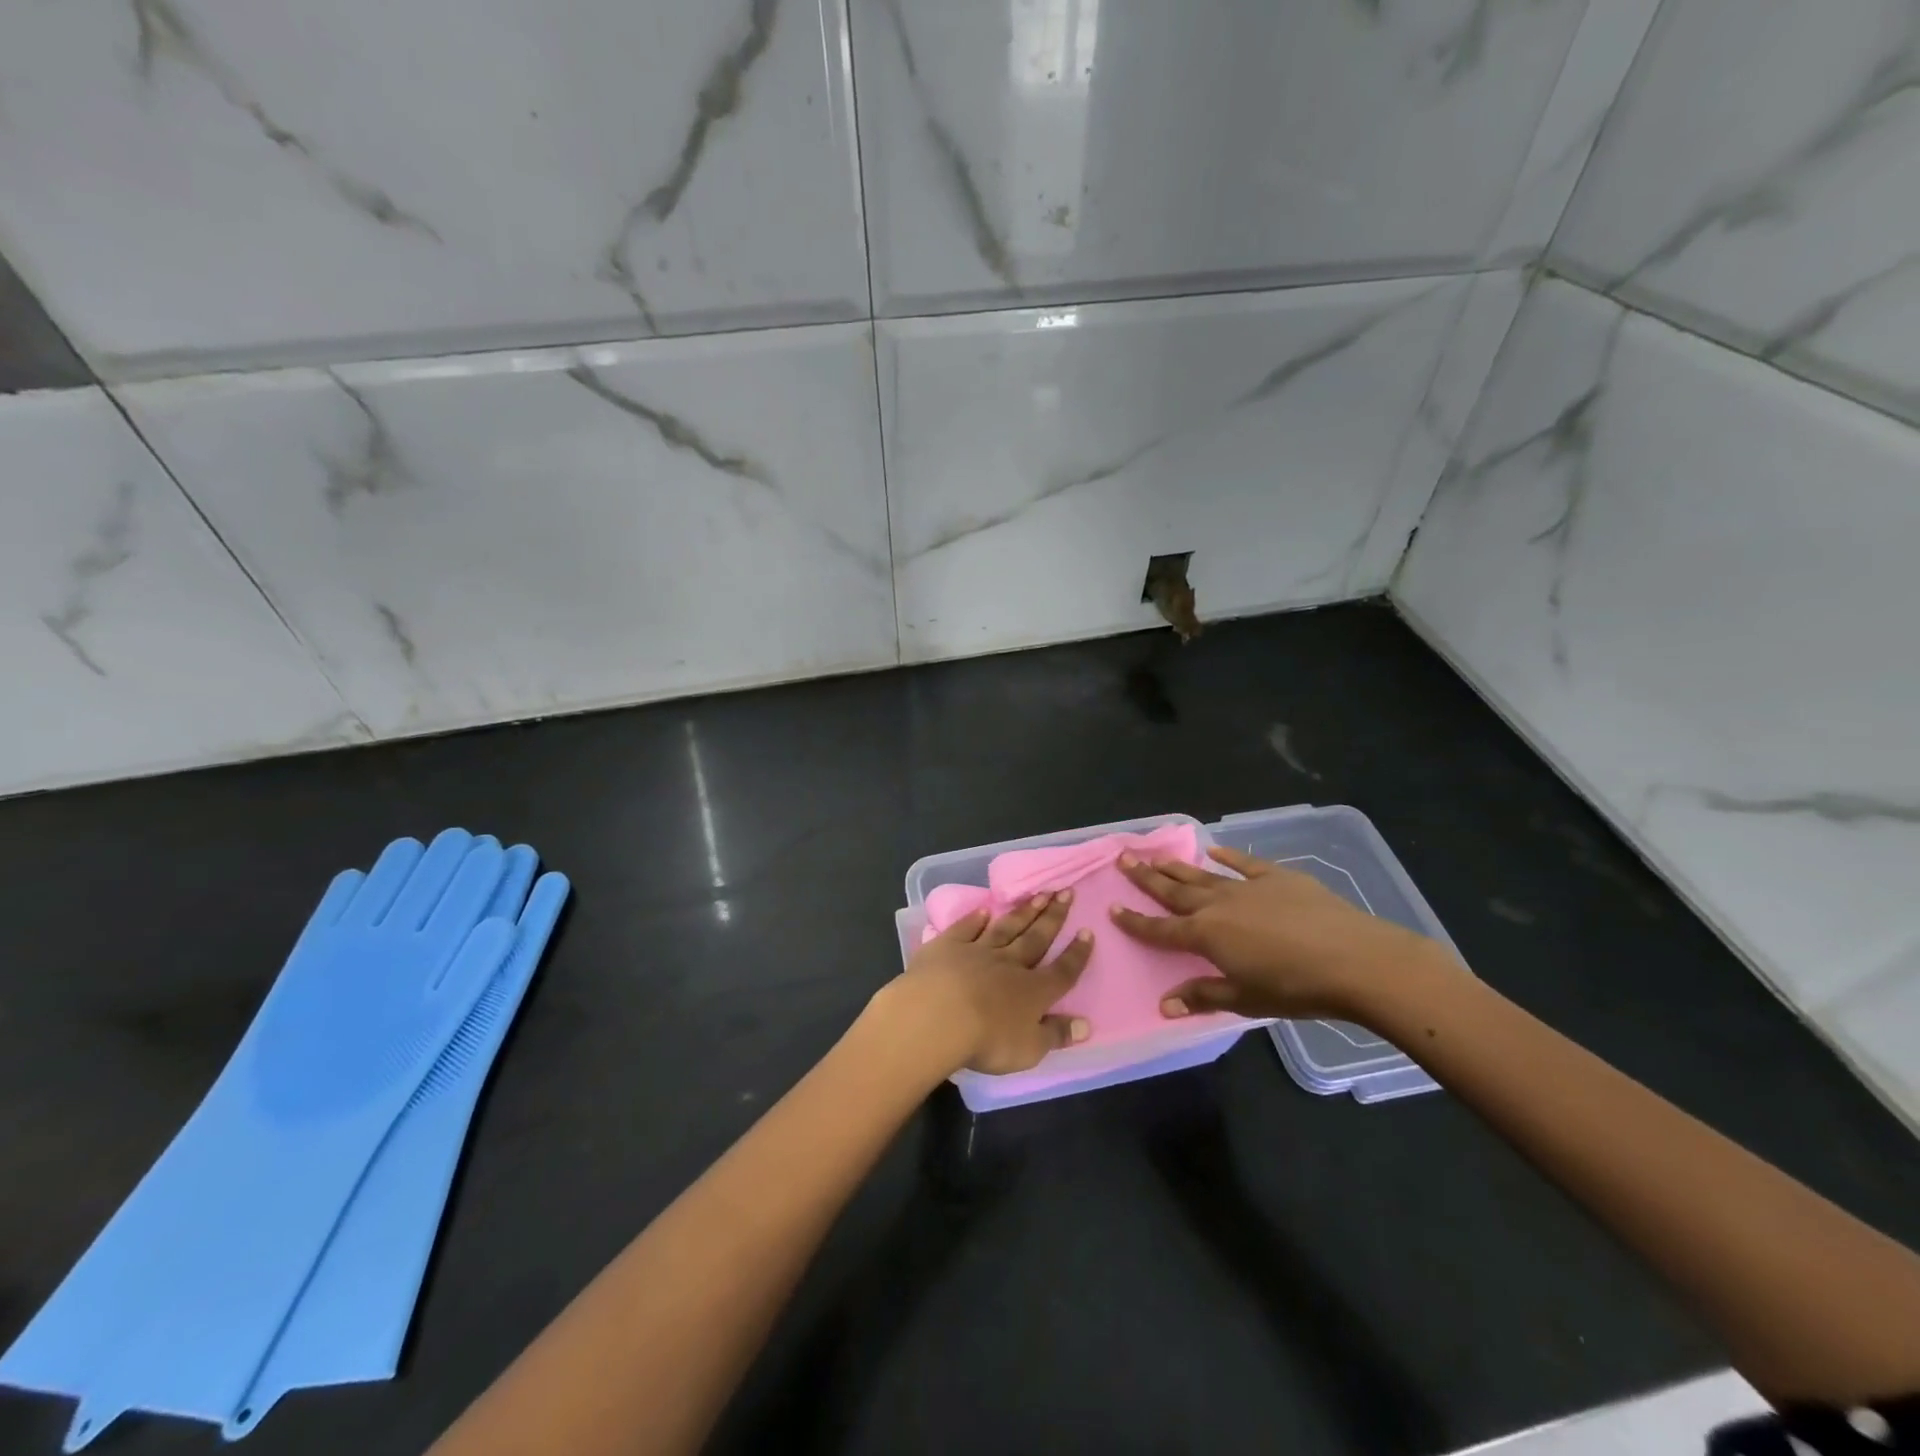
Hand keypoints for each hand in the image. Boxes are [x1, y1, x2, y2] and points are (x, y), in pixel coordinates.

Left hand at [870, 891, 1094, 1077]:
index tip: (1088, 931)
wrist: (937, 1015)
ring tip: (1039, 894)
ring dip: (1024, 912)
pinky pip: (966, 928)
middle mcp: (1009, 964)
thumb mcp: (1029, 1048)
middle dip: (1054, 917)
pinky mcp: (947, 946)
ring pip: (1006, 928)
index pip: (1062, 971)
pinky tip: (985, 910)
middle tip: (1066, 892)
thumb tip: (1086, 1025)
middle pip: (1036, 938)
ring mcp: (977, 951)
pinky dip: (976, 919)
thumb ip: (1056, 1034)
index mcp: (1033, 991)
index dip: (1077, 954)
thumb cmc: (987, 1040)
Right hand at [1110, 846, 1453, 1023]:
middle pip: (1174, 891)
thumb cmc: (1296, 988)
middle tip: (1122, 859)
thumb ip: (1202, 996)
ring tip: (1153, 854)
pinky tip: (1213, 849)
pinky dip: (1226, 855)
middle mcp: (1217, 905)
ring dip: (1176, 865)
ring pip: (1202, 874)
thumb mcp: (1246, 999)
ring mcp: (1247, 887)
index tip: (1112, 908)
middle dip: (1146, 878)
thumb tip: (1163, 1004)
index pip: (1160, 929)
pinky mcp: (1277, 877)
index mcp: (1206, 936)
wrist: (1355, 960)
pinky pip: (1243, 863)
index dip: (1134, 921)